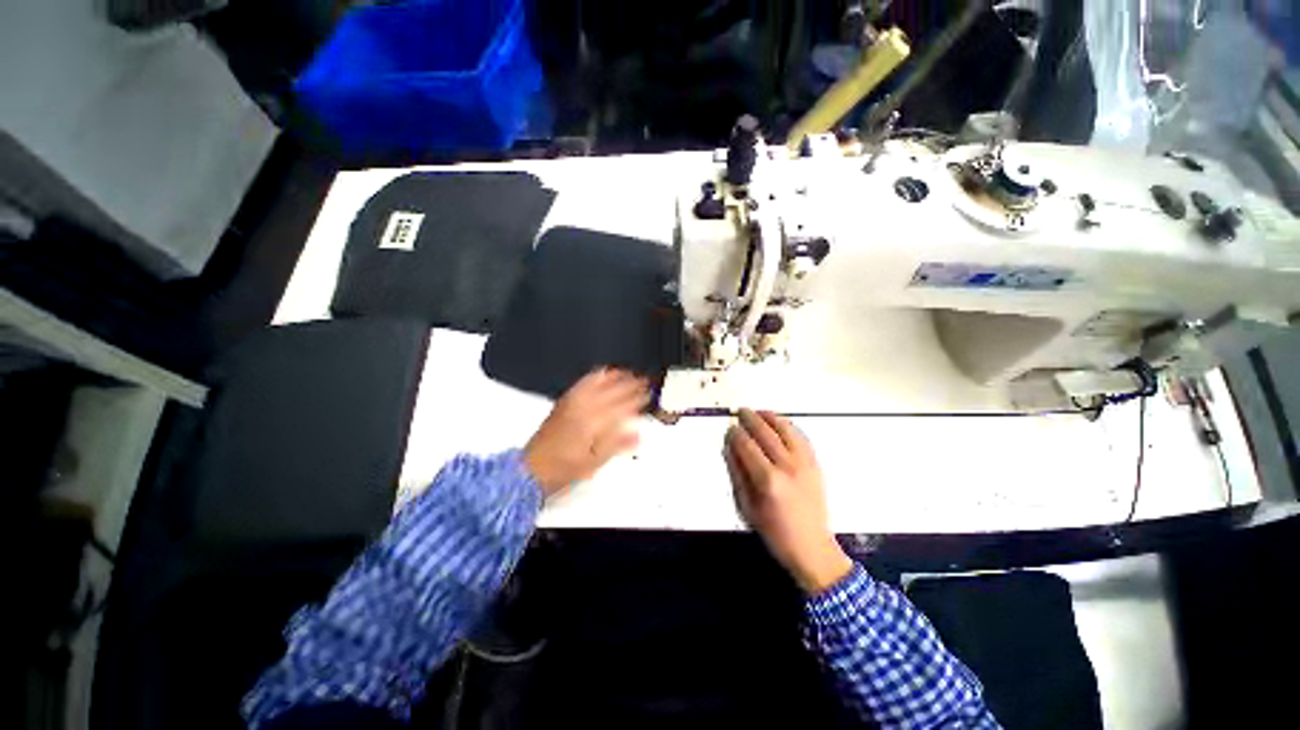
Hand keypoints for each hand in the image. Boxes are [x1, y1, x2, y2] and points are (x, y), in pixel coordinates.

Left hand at [524, 369, 648, 496]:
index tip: (649, 395)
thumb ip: (618, 445)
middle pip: (613, 390)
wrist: (533, 467)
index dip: (638, 398)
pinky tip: (603, 373)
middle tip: (644, 381)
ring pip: (599, 381)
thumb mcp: (596, 462)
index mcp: (595, 423)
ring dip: (616, 376)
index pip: (623, 405)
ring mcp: (573, 401)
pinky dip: (597, 375)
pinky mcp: (565, 400)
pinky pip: (584, 381)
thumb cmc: (565, 467)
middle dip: (632, 384)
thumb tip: (637, 435)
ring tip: (629, 373)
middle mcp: (585, 407)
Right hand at [725, 409, 852, 594]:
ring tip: (759, 411)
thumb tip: (729, 447)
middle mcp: (787, 467)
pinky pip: (801, 437)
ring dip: (771, 417)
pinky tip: (780, 423)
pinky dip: (789, 426)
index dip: (736, 434)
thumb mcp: (747, 507)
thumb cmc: (774, 532)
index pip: (747, 446)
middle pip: (766, 433)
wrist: (812, 547)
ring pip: (786, 430)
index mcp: (768, 480)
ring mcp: (805, 464)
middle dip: (751, 419)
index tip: (729, 428)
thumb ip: (737, 474)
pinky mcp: (816, 464)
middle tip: (741, 411)